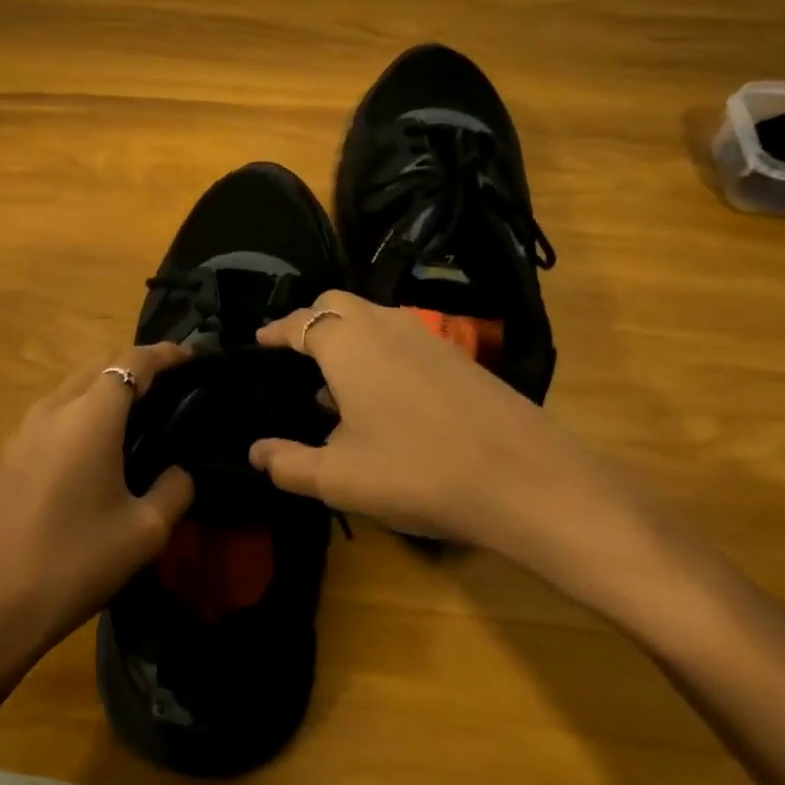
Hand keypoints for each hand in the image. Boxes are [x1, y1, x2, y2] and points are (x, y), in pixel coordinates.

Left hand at [0, 342, 194, 660]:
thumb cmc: (75, 562)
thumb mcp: (144, 531)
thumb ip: (175, 489)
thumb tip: (180, 470)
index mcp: (91, 416)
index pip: (133, 362)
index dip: (165, 354)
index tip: (193, 357)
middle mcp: (55, 407)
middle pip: (100, 363)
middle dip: (137, 363)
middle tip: (172, 384)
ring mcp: (26, 428)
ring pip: (74, 384)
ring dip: (108, 384)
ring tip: (140, 410)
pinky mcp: (11, 451)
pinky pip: (56, 409)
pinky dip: (85, 407)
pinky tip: (100, 441)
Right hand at [248, 292, 689, 618]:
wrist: (527, 480)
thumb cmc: (416, 471)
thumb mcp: (338, 478)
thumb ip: (288, 463)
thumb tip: (256, 453)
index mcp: (348, 343)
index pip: (300, 321)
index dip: (275, 330)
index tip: (258, 341)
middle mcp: (387, 325)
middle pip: (338, 304)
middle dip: (311, 322)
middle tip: (293, 356)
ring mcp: (429, 338)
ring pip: (374, 320)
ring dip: (347, 340)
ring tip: (331, 387)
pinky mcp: (459, 358)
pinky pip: (402, 340)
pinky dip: (378, 355)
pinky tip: (382, 402)